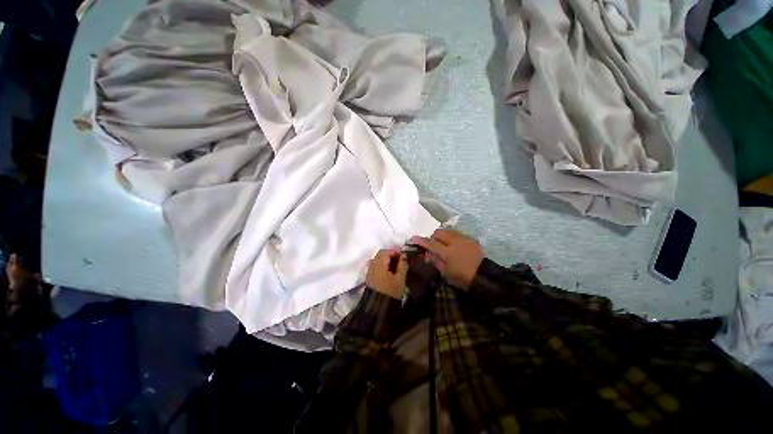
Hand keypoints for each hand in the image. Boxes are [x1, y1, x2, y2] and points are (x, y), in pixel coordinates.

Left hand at [366, 249, 407, 298]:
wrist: (378, 308)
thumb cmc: (391, 292)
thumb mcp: (400, 279)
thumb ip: (402, 265)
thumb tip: (404, 256)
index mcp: (380, 264)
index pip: (387, 252)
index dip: (396, 251)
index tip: (404, 255)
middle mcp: (373, 265)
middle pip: (381, 254)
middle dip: (391, 254)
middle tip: (400, 259)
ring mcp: (369, 271)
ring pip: (377, 259)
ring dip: (386, 259)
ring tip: (396, 265)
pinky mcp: (369, 277)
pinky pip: (375, 265)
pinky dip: (382, 265)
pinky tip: (389, 271)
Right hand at [409, 229, 483, 288]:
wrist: (485, 276)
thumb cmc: (463, 277)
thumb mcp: (446, 272)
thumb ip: (435, 260)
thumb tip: (426, 253)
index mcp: (447, 252)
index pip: (430, 243)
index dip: (420, 240)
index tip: (413, 239)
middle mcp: (454, 241)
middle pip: (439, 232)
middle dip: (433, 236)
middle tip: (432, 244)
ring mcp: (464, 238)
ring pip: (448, 231)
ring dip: (443, 235)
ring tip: (443, 243)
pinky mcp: (471, 239)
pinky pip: (458, 234)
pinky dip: (452, 237)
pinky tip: (454, 245)